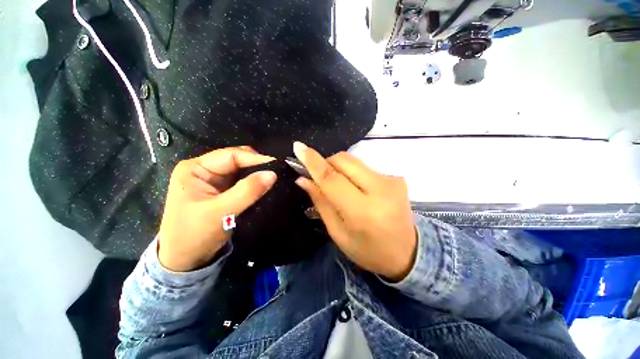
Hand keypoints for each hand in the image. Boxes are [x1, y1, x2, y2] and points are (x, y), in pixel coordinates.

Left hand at [158, 147, 276, 271]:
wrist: (185, 260)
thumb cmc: (195, 235)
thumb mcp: (221, 212)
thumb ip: (247, 191)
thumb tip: (272, 174)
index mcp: (195, 169)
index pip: (231, 155)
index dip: (255, 158)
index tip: (277, 164)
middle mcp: (204, 170)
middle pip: (236, 160)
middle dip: (257, 164)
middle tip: (278, 170)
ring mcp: (214, 180)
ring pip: (241, 170)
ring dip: (257, 173)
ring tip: (274, 176)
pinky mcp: (222, 190)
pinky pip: (242, 181)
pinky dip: (254, 182)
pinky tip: (265, 184)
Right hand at [293, 142, 416, 281]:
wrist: (408, 253)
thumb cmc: (367, 250)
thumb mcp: (338, 232)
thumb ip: (321, 202)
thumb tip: (303, 179)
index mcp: (363, 212)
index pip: (332, 179)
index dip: (313, 162)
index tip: (298, 147)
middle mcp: (380, 190)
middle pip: (344, 161)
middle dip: (326, 162)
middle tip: (318, 176)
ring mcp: (392, 181)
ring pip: (354, 161)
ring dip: (339, 168)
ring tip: (339, 186)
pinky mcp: (397, 177)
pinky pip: (364, 167)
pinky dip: (353, 173)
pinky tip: (357, 189)